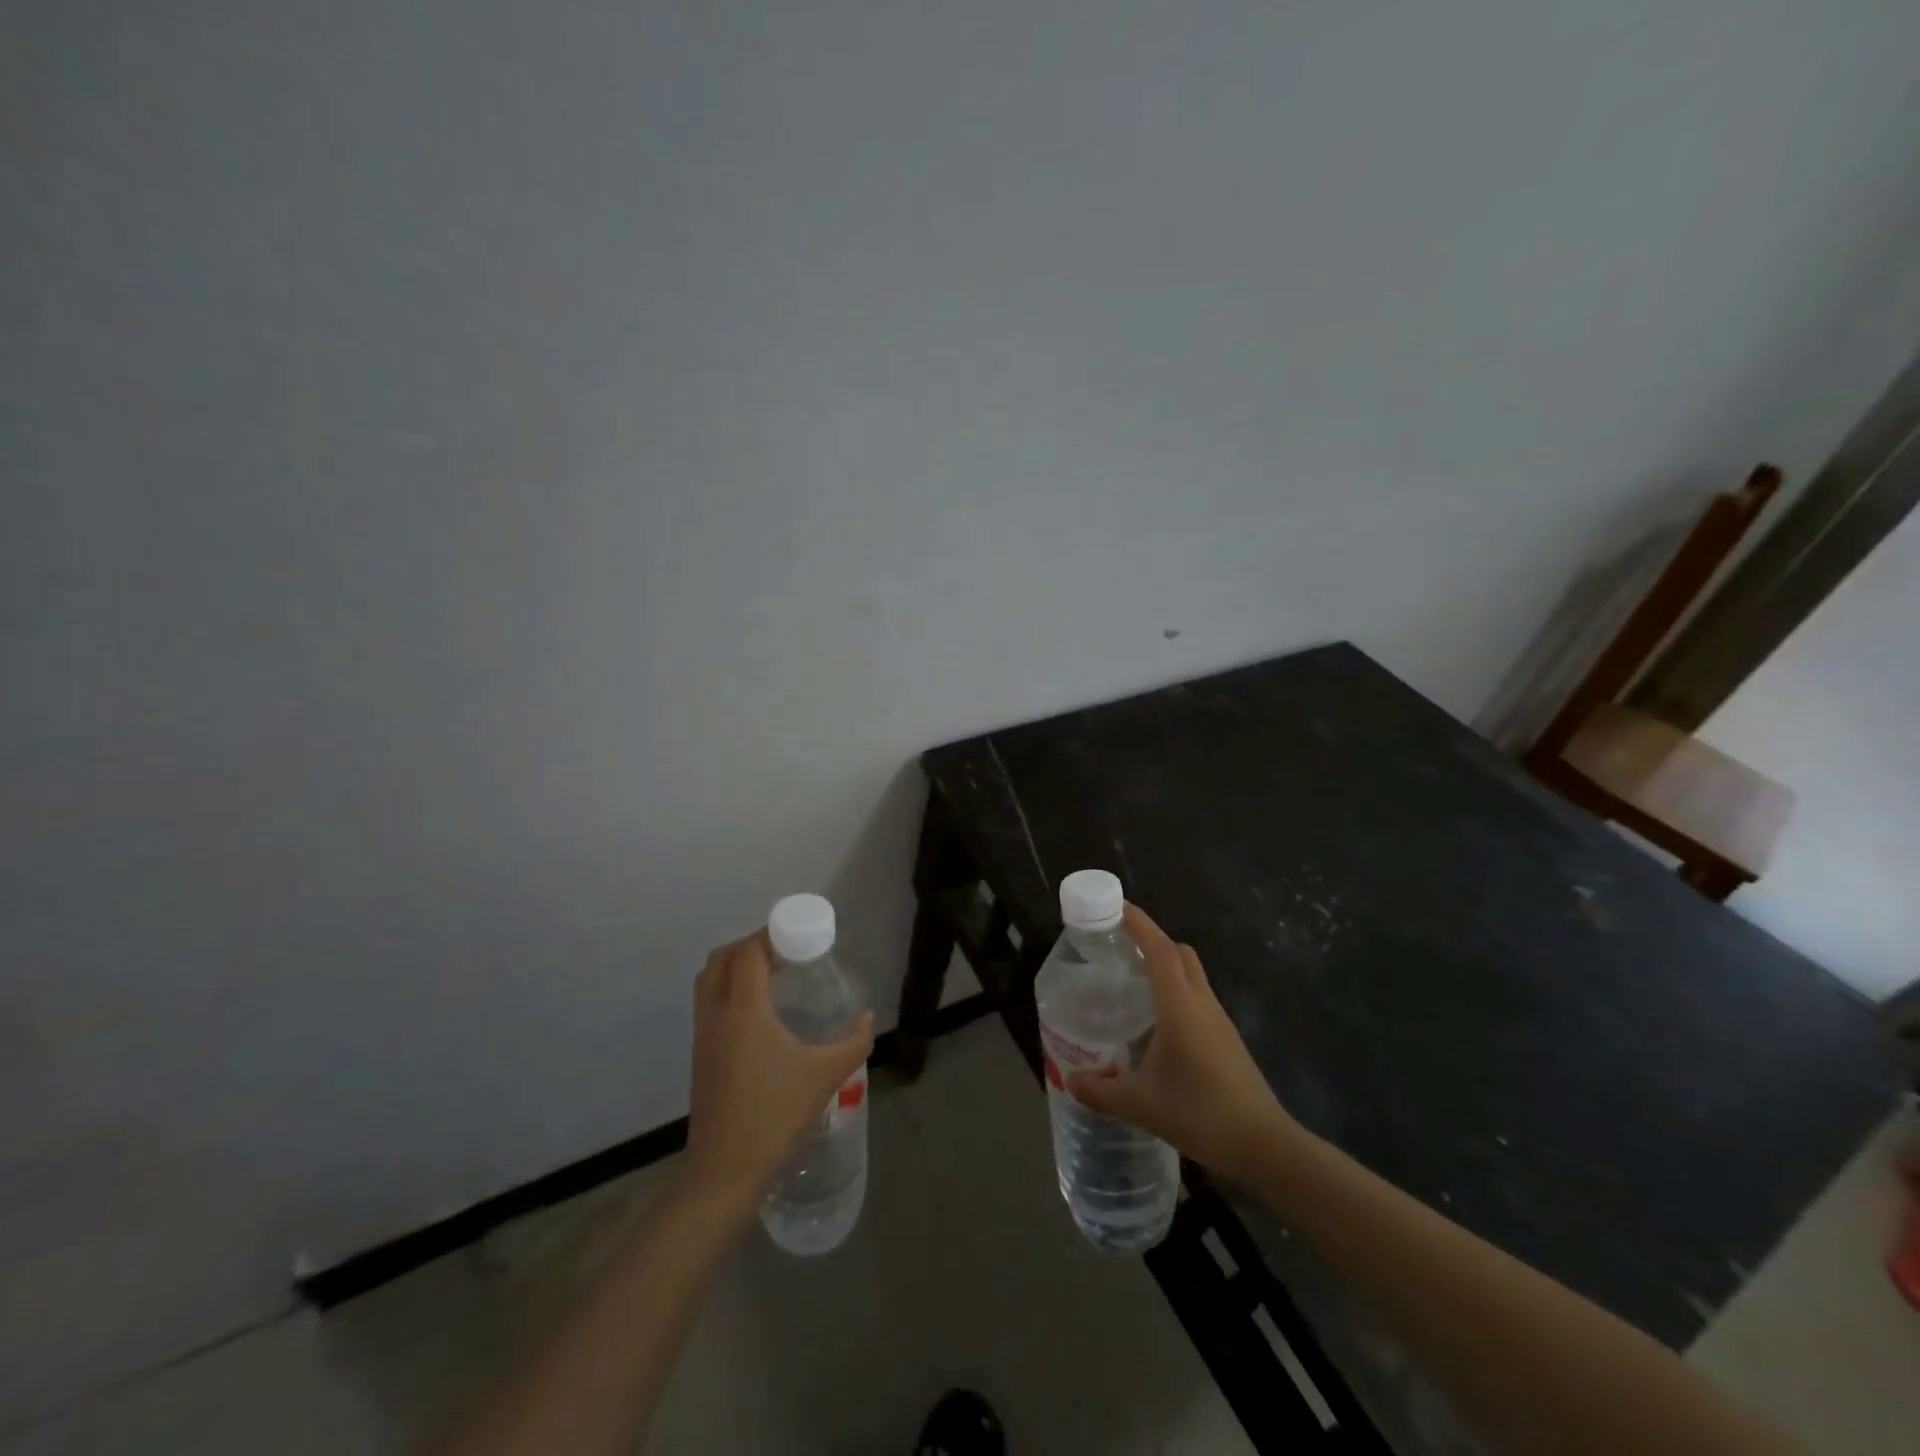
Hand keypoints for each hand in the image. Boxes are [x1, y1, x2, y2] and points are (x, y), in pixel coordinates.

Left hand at [684, 932, 873, 1218]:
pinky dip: (728, 991)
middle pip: (721, 959)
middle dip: (749, 946)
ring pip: (709, 982)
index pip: (748, 952)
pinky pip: (709, 1005)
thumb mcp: (826, 1075)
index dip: (768, 935)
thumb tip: (867, 1017)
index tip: (796, 936)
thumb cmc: (776, 1116)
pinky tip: (759, 1014)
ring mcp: (703, 1037)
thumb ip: (854, 1042)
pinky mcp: (700, 1057)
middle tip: (784, 953)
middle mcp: (717, 1015)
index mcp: (744, 1010)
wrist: (725, 1174)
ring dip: (735, 968)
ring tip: (772, 978)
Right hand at [1067, 904, 1298, 1181]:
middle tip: (1116, 947)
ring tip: (1130, 981)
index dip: (1137, 923)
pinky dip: (1175, 991)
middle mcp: (1201, 1002)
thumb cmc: (1201, 1114)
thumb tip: (1070, 1081)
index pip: (1158, 948)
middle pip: (1177, 953)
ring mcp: (1218, 1020)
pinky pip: (1197, 997)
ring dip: (1164, 965)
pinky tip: (1156, 1021)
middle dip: (1149, 939)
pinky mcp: (1226, 1038)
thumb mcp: (1142, 1105)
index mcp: (1180, 1005)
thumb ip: (1102, 1091)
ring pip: (1191, 974)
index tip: (1113, 907)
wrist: (1265, 1146)